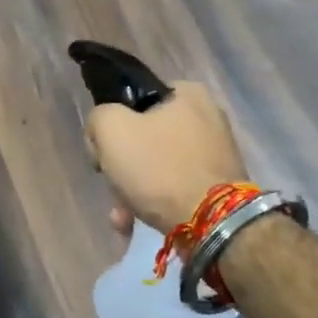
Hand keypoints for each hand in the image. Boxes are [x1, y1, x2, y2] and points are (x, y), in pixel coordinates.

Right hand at [85, 81, 247, 235]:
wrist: (212, 223)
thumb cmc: (159, 168)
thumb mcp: (111, 129)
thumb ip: (98, 118)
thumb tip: (103, 132)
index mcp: (188, 94)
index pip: (135, 100)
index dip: (113, 124)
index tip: (104, 150)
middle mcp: (207, 118)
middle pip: (145, 138)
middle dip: (123, 167)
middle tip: (113, 185)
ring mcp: (216, 154)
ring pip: (158, 167)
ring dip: (134, 191)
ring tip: (122, 217)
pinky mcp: (219, 186)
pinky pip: (176, 188)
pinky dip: (155, 204)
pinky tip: (136, 224)